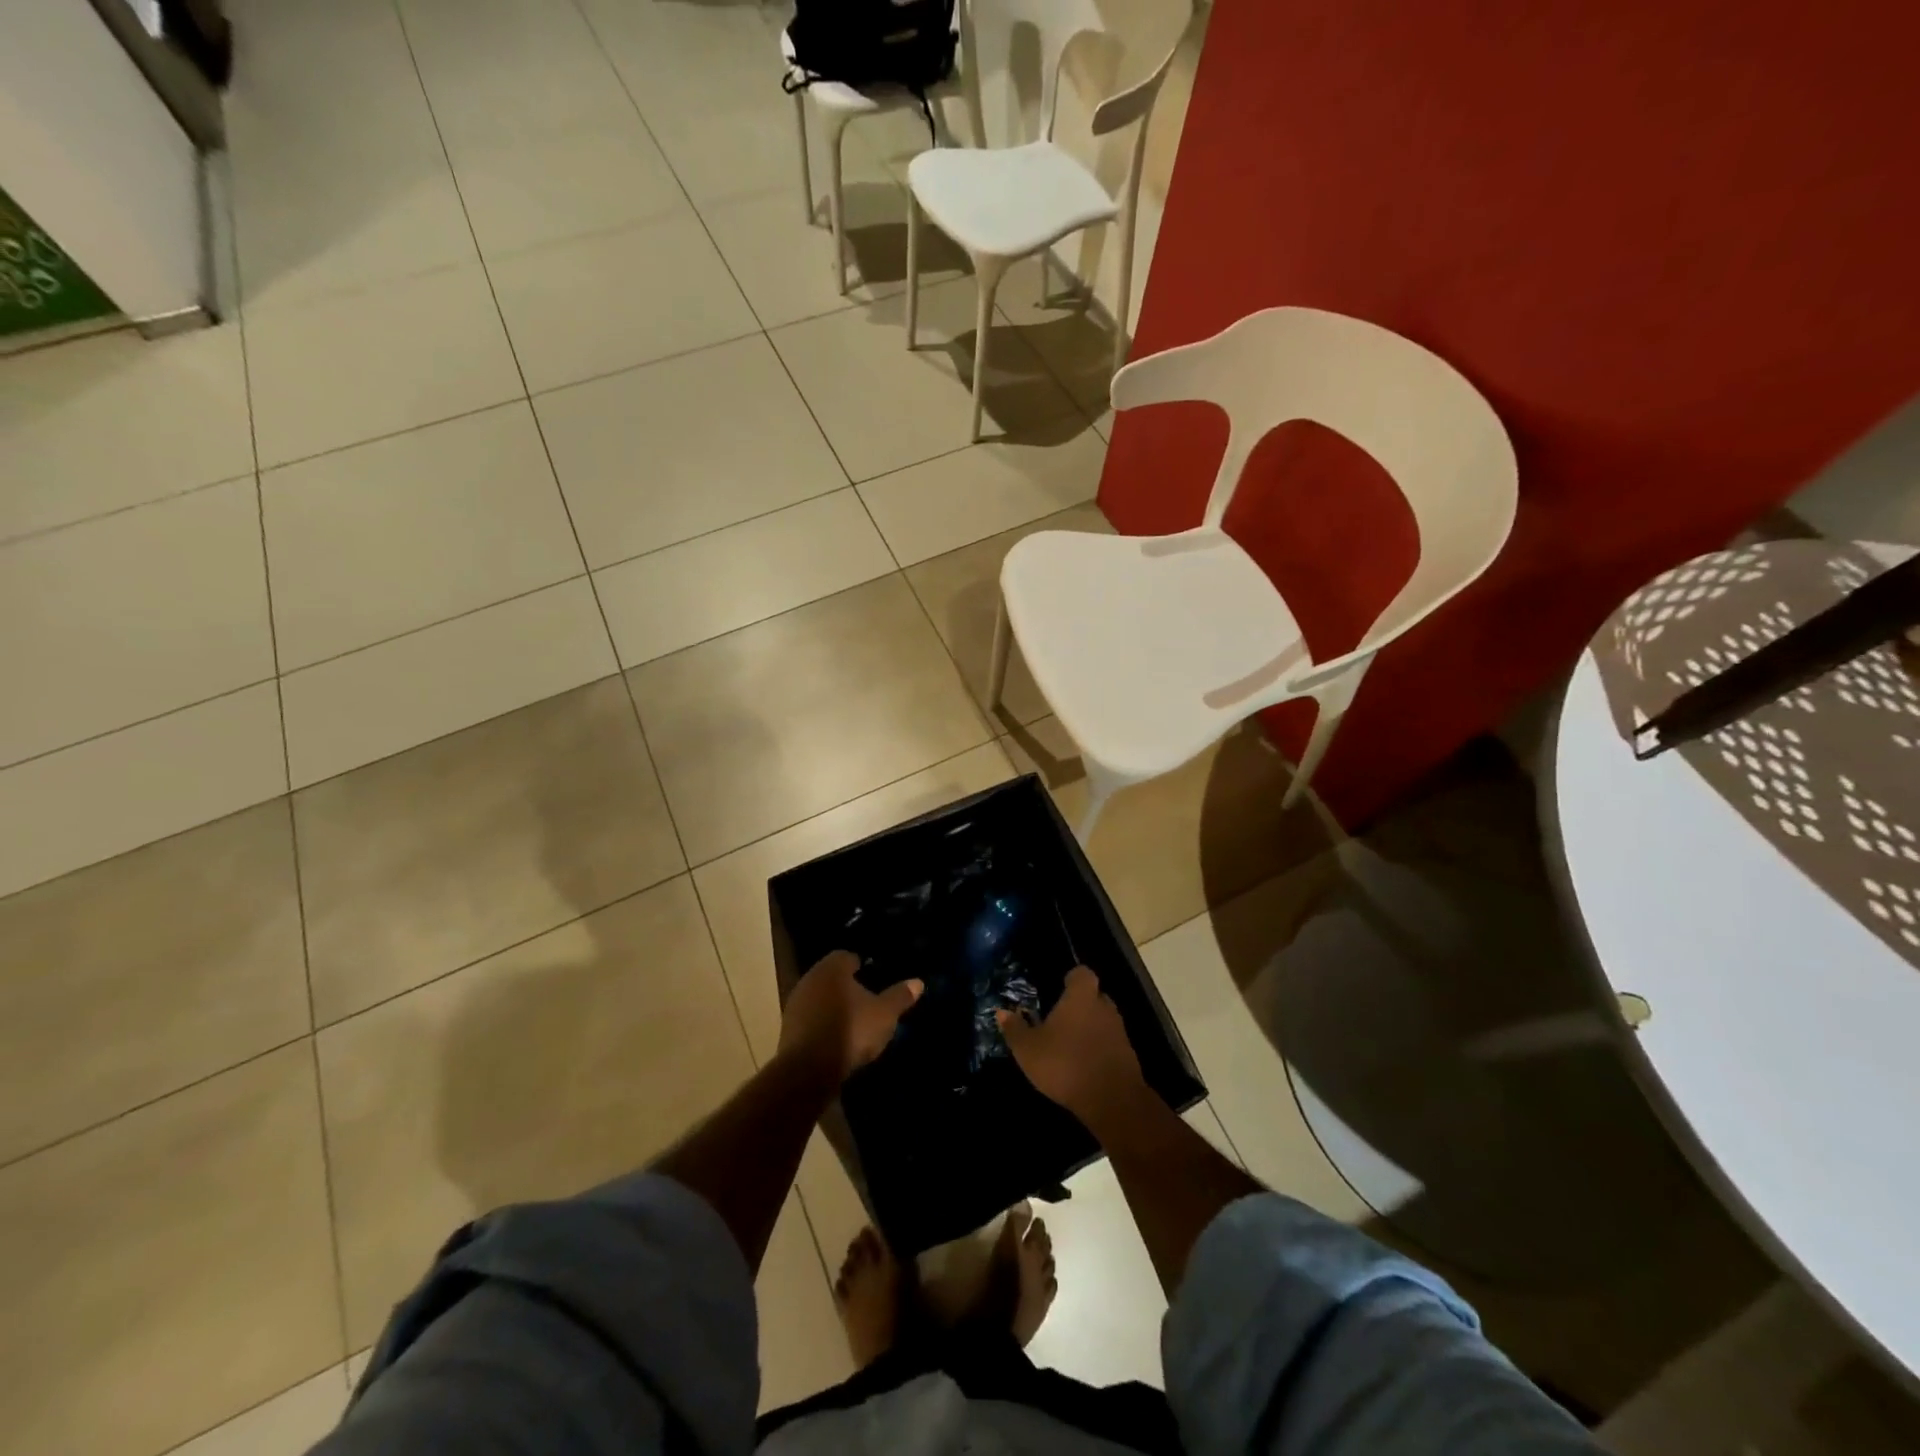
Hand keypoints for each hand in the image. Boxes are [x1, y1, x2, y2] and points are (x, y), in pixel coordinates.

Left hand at [780, 950, 921, 1082]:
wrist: (808, 1070)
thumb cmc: (850, 1031)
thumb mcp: (884, 1015)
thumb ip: (900, 996)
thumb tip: (918, 982)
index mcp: (833, 967)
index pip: (848, 956)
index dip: (862, 966)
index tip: (874, 978)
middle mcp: (810, 978)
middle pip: (832, 976)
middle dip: (847, 986)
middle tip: (867, 1001)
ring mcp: (795, 1003)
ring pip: (819, 997)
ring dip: (832, 1006)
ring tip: (852, 1022)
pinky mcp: (787, 1028)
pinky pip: (810, 1018)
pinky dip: (821, 1024)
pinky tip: (834, 1039)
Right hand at [997, 966, 1147, 1131]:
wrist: (1112, 1100)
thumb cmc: (1065, 1064)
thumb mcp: (1028, 1049)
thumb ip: (1015, 1029)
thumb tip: (1001, 1011)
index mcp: (1081, 996)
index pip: (1082, 973)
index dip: (1071, 978)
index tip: (1059, 987)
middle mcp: (1104, 1006)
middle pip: (1093, 996)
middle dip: (1079, 1004)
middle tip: (1059, 1019)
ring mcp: (1119, 1030)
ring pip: (1102, 1019)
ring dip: (1089, 1027)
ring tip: (1069, 1043)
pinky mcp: (1128, 1055)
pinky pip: (1110, 1042)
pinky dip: (1098, 1048)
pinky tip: (1083, 1064)